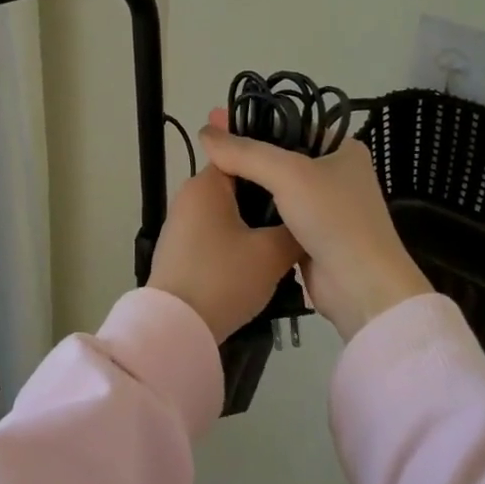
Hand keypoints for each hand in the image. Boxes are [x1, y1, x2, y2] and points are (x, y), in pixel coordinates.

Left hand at [147, 165, 302, 342]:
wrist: (177, 328)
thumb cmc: (223, 278)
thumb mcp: (271, 254)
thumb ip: (295, 231)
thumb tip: (307, 222)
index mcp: (206, 184)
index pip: (244, 156)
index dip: (275, 165)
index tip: (303, 180)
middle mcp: (189, 196)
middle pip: (238, 185)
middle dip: (269, 198)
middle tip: (303, 212)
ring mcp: (181, 224)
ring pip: (229, 212)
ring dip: (255, 223)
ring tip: (289, 237)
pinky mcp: (180, 250)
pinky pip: (216, 233)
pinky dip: (238, 240)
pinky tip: (261, 259)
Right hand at [199, 109, 431, 341]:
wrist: (361, 287)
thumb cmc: (333, 218)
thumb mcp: (288, 174)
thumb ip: (244, 152)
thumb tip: (205, 132)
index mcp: (342, 148)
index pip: (290, 125)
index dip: (252, 124)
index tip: (215, 122)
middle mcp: (335, 173)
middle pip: (280, 156)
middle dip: (245, 154)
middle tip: (206, 148)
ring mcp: (324, 206)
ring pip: (276, 187)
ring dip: (247, 184)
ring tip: (208, 174)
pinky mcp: (311, 235)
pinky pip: (275, 214)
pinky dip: (254, 211)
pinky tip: (224, 205)